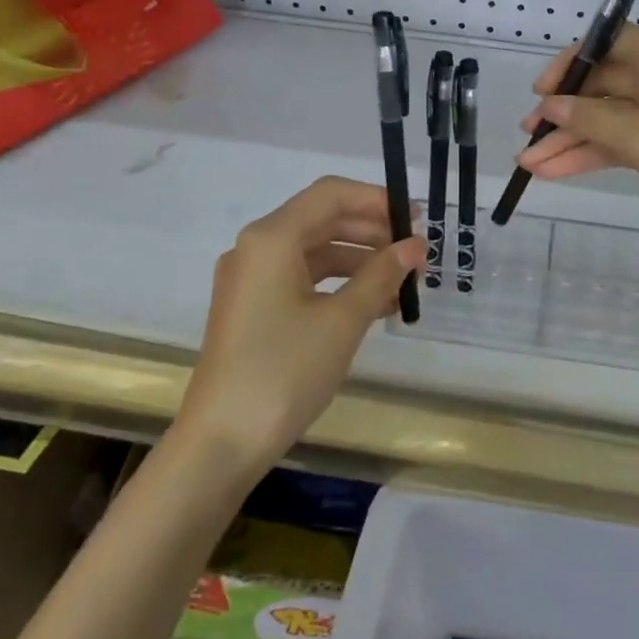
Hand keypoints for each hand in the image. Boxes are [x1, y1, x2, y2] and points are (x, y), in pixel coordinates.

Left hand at [174, 177, 425, 480]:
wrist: (222, 443)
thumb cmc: (284, 372)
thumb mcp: (343, 321)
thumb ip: (382, 275)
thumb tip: (415, 245)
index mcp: (272, 238)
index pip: (331, 194)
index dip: (377, 199)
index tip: (415, 220)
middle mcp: (256, 248)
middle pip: (323, 220)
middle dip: (372, 233)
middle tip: (416, 254)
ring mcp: (251, 280)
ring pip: (316, 252)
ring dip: (361, 262)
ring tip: (404, 285)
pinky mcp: (252, 309)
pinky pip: (303, 280)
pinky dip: (339, 286)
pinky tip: (375, 306)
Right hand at [517, 26, 638, 256]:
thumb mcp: (638, 136)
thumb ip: (589, 119)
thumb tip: (550, 105)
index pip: (604, 42)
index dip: (568, 65)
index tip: (540, 92)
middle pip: (601, 86)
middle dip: (562, 113)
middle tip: (527, 137)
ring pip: (608, 119)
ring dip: (571, 140)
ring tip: (530, 164)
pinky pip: (622, 142)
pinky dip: (593, 155)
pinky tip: (558, 172)